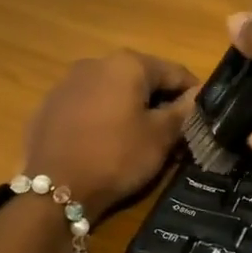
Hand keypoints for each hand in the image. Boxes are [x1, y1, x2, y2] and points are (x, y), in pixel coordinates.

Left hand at [23, 52, 197, 220]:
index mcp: (128, 64)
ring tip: (139, 139)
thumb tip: (200, 94)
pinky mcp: (50, 104)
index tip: (201, 117)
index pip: (175, 72)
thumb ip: (184, 110)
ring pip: (113, 90)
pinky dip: (103, 116)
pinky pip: (88, 104)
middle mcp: (96, 62)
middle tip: (172, 132)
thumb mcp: (160, 137)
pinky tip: (105, 142)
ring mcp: (68, 82)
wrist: (53, 189)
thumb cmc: (116, 157)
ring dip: (130, 107)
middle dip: (160, 100)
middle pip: (142, 77)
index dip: (193, 94)